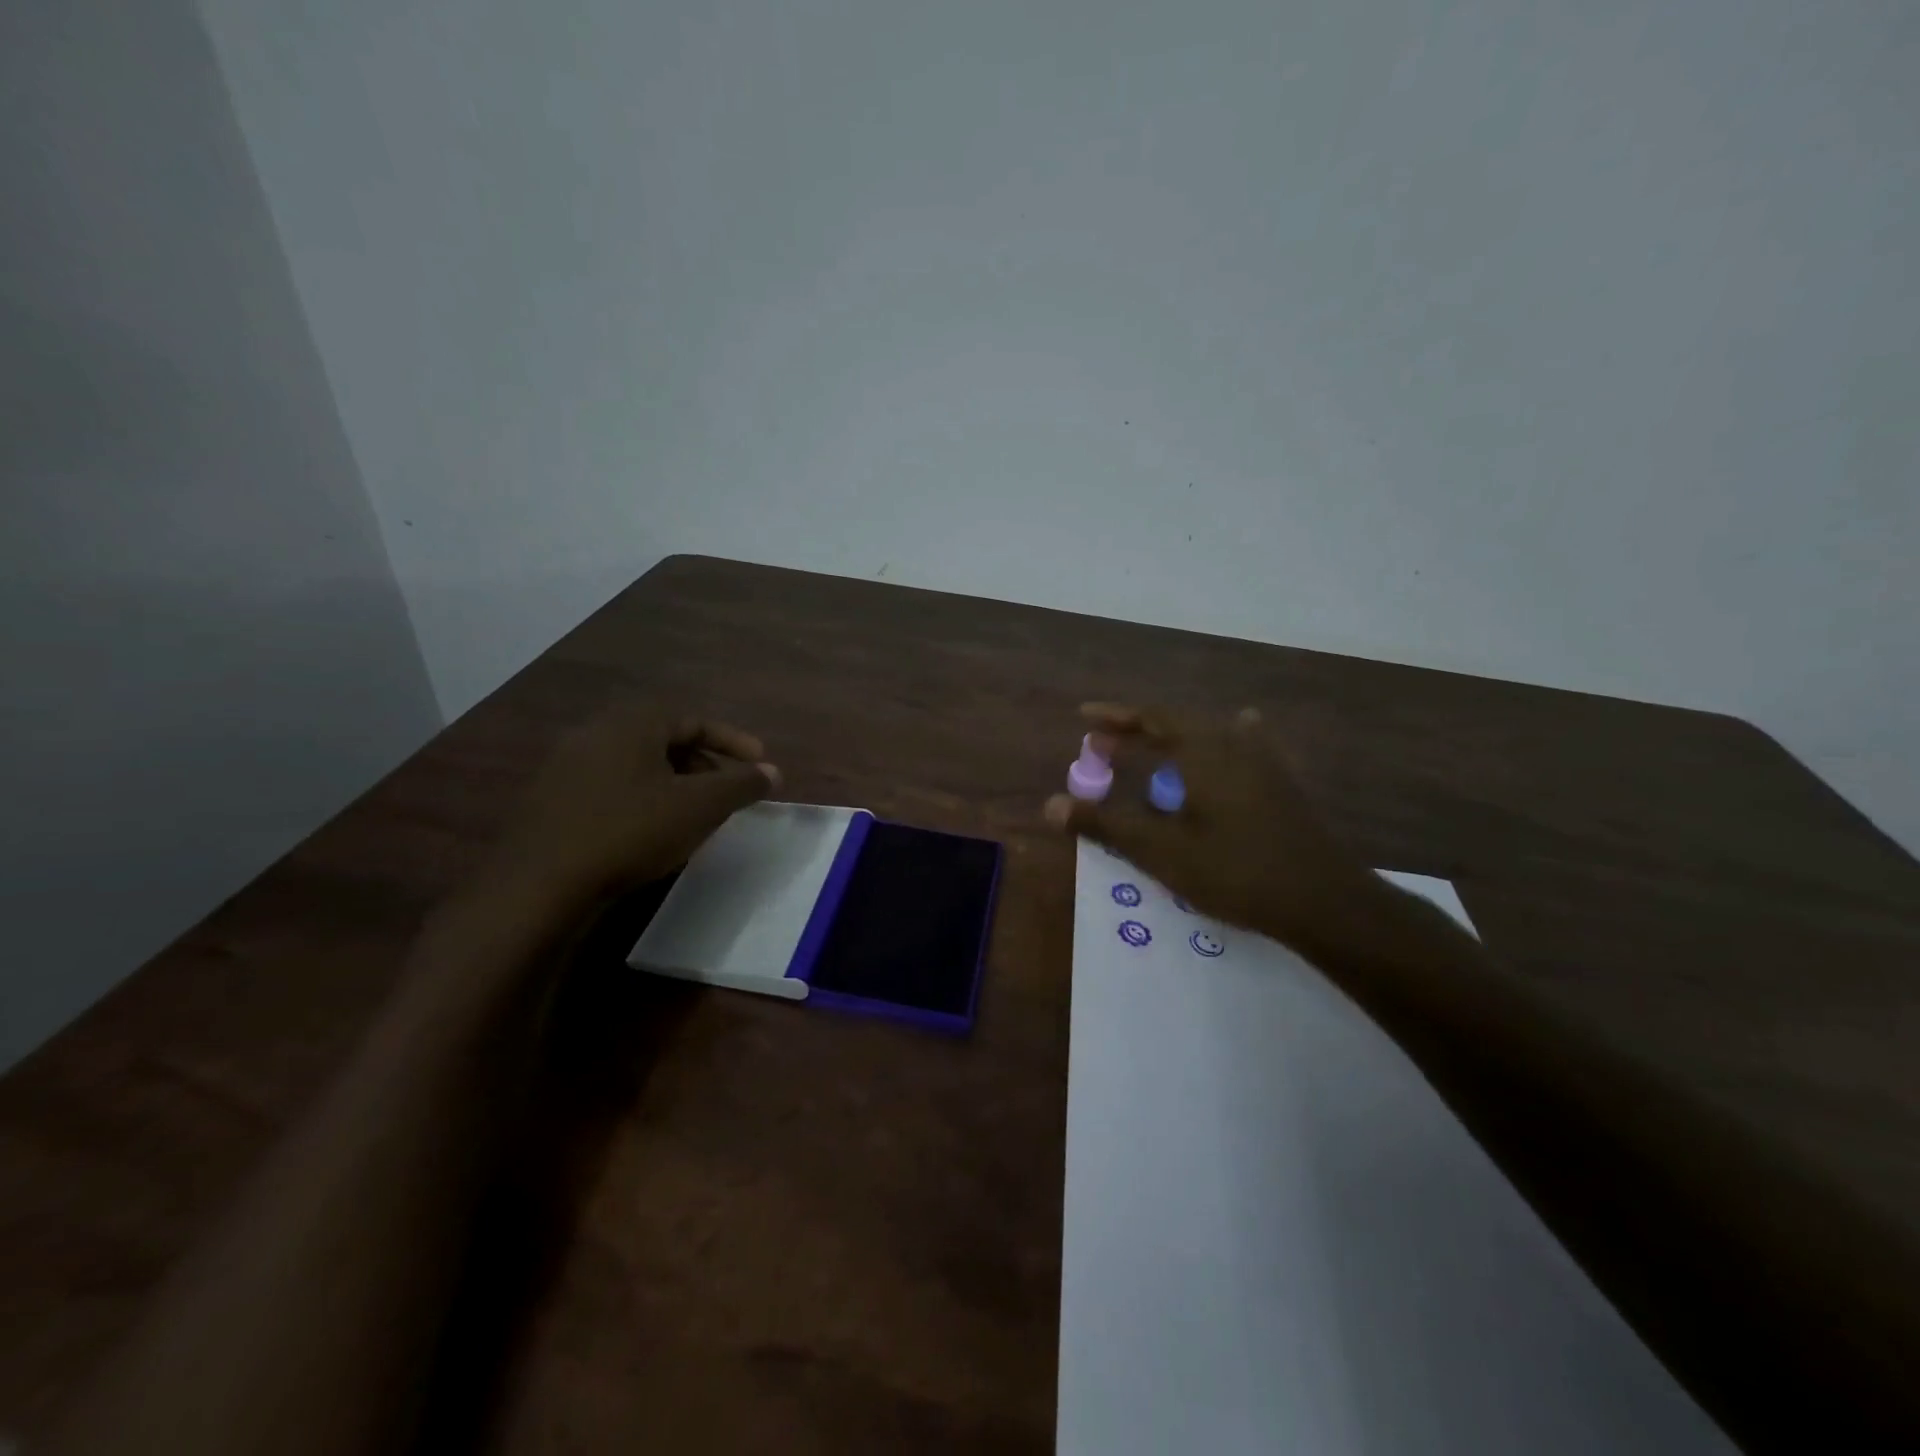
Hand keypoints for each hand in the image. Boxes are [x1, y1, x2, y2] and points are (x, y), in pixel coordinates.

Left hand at [490, 705, 780, 908]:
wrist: (539, 885)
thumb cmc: (630, 831)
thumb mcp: (699, 807)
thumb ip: (741, 785)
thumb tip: (773, 772)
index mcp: (632, 723)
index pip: (694, 719)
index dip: (733, 740)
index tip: (759, 763)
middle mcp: (596, 733)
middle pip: (664, 739)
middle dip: (704, 763)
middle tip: (727, 791)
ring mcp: (566, 766)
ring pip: (637, 765)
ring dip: (673, 783)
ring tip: (694, 814)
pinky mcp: (550, 800)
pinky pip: (611, 786)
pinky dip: (643, 798)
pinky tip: (650, 831)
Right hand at [1043, 701, 1383, 953]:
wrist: (1324, 901)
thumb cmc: (1235, 870)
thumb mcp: (1161, 851)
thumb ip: (1106, 825)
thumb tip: (1050, 805)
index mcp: (1203, 751)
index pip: (1151, 719)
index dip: (1115, 717)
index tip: (1084, 717)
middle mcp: (1233, 745)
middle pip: (1178, 724)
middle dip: (1138, 731)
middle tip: (1105, 743)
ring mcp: (1264, 763)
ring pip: (1210, 736)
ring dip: (1174, 739)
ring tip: (1153, 746)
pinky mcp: (1283, 786)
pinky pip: (1242, 749)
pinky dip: (1219, 745)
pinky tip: (1236, 740)